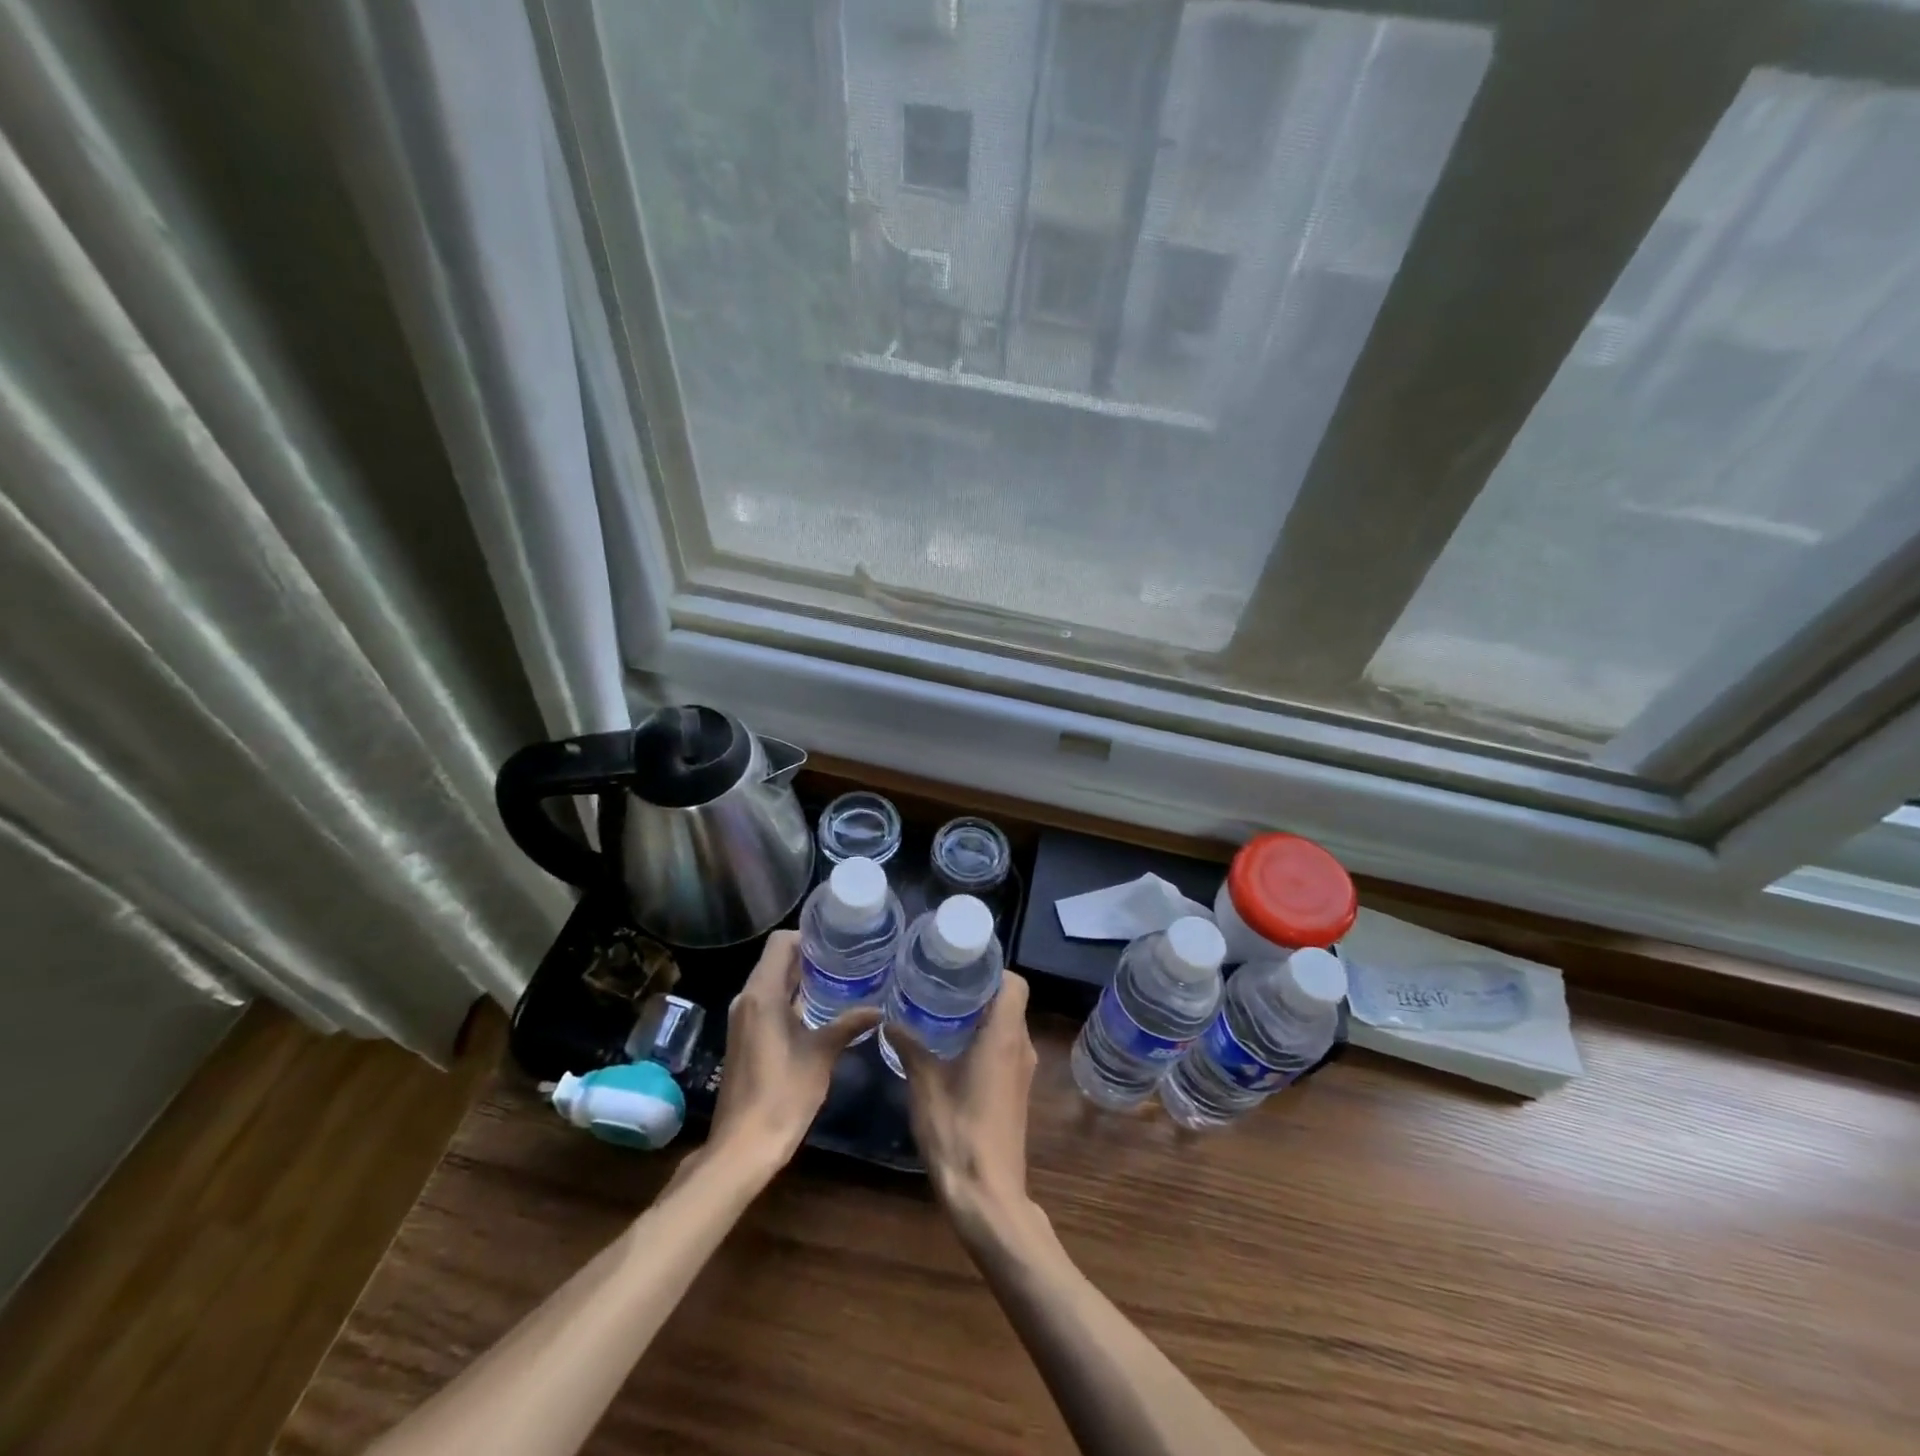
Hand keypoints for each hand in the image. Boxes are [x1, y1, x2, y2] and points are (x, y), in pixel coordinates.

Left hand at [707, 931, 878, 1167]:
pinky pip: (767, 1003)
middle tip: (846, 960)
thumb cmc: (782, 1094)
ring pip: (772, 982)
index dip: (808, 936)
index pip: (781, 943)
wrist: (743, 1146)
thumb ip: (848, 1025)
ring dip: (801, 979)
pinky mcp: (744, 1037)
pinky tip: (819, 1011)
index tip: (837, 942)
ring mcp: (743, 1019)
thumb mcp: (821, 1055)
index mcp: (762, 994)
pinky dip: (791, 999)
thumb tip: (879, 1009)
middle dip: (810, 957)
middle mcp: (747, 999)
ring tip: (839, 981)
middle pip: (776, 960)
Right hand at [894, 971, 1037, 1234]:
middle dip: (979, 991)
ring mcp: (1022, 1073)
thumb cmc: (958, 1132)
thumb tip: (890, 1019)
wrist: (988, 1196)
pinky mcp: (1016, 1093)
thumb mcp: (925, 1085)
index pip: (1014, 983)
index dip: (991, 970)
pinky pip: (1005, 1050)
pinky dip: (984, 1041)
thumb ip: (910, 1046)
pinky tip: (952, 1049)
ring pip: (1007, 1027)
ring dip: (980, 1017)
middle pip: (1009, 1003)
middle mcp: (1021, 1048)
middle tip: (942, 985)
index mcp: (1005, 1037)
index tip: (961, 967)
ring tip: (942, 1012)